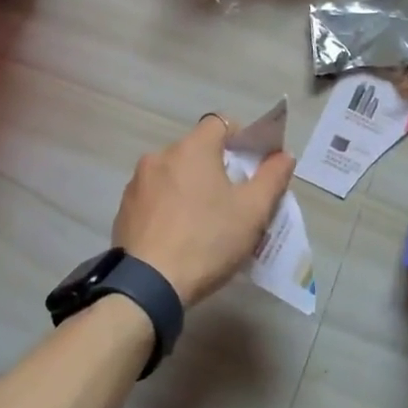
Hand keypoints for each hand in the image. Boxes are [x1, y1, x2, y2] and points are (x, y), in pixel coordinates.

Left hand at [113, 115, 295, 306]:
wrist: (148, 285)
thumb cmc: (207, 241)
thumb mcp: (253, 212)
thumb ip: (272, 178)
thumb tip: (283, 155)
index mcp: (192, 149)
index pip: (220, 123)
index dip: (241, 137)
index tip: (251, 165)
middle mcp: (159, 156)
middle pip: (197, 150)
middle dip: (217, 168)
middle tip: (234, 200)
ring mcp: (137, 183)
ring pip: (174, 174)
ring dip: (191, 187)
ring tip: (205, 221)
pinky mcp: (124, 209)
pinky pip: (155, 197)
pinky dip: (170, 206)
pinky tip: (180, 235)